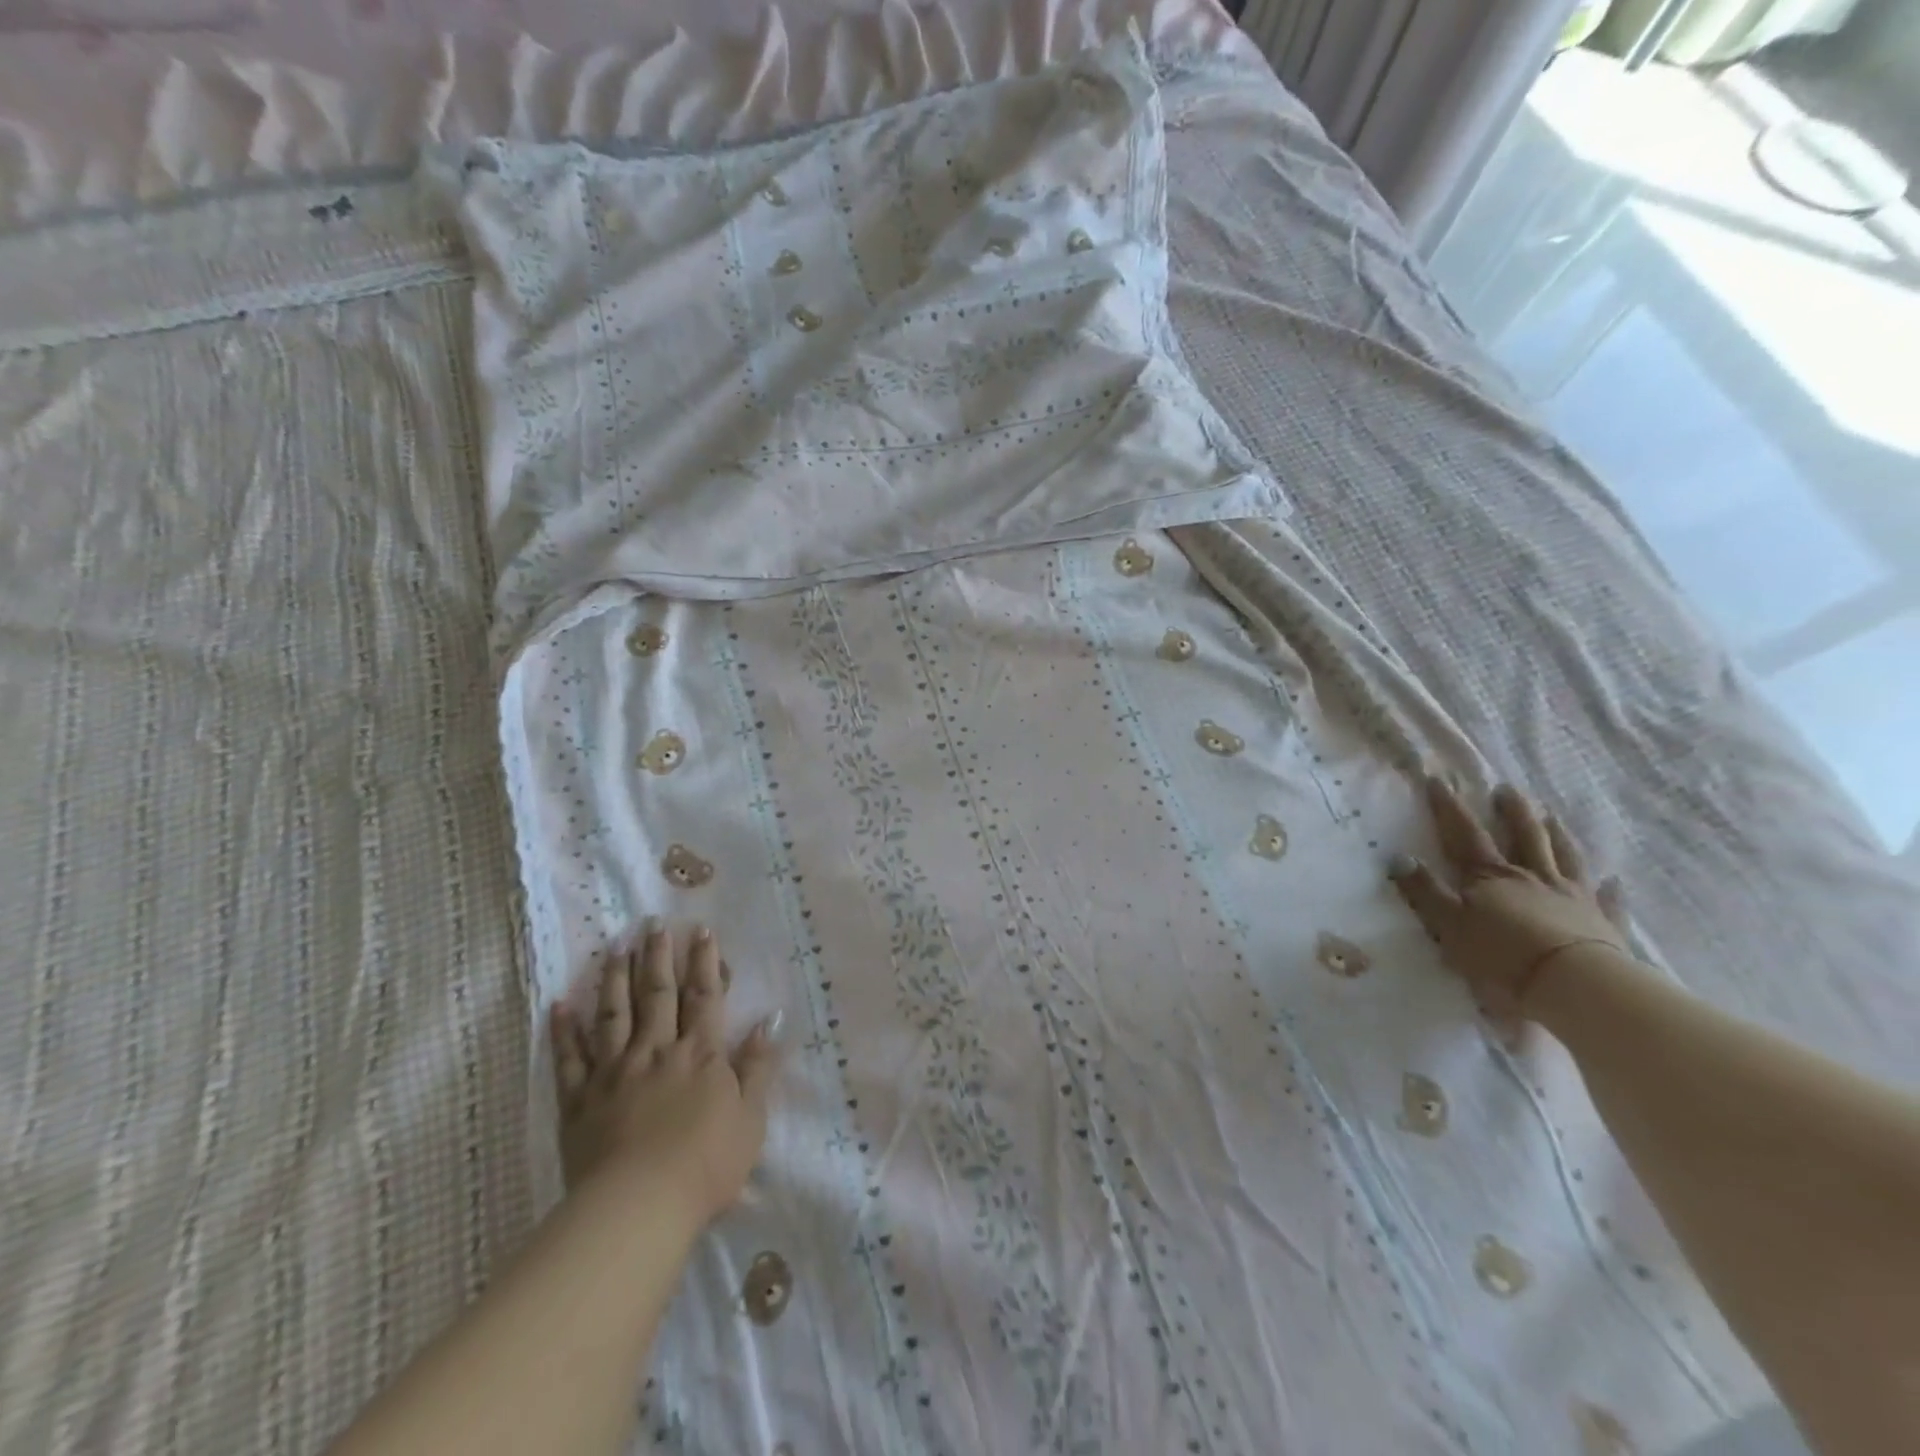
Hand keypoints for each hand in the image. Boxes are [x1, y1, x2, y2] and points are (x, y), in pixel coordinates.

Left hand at [550, 922, 778, 1225]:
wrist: (639, 1207)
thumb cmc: (706, 1165)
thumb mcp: (750, 1118)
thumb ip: (758, 1066)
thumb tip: (768, 1021)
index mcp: (699, 1055)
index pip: (704, 997)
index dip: (704, 962)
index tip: (700, 930)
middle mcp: (656, 1052)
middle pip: (658, 995)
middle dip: (658, 957)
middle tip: (653, 925)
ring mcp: (614, 1074)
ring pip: (614, 1015)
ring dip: (615, 979)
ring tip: (615, 948)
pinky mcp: (580, 1102)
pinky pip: (570, 1060)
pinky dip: (564, 1032)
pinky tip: (560, 1006)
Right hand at [1390, 777, 1632, 1021]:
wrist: (1574, 985)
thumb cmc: (1502, 955)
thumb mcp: (1449, 924)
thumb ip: (1424, 891)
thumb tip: (1397, 856)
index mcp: (1490, 877)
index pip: (1465, 834)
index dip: (1449, 807)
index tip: (1439, 780)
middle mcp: (1532, 877)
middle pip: (1523, 836)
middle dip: (1512, 811)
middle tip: (1507, 789)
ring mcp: (1572, 897)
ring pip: (1565, 858)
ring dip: (1557, 836)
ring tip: (1553, 817)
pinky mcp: (1602, 923)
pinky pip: (1607, 901)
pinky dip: (1610, 890)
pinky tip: (1615, 880)